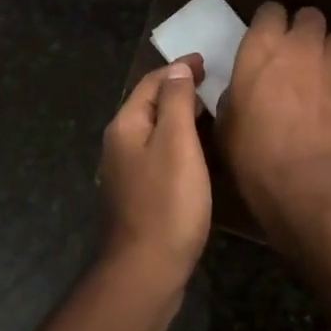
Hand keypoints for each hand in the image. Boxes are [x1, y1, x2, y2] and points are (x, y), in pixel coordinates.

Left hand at [98, 56, 212, 293]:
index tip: (205, 61)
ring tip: (208, 114)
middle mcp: (119, 144)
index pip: (151, 83)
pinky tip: (196, 154)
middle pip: (149, 105)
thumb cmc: (167, 202)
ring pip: (154, 131)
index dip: (178, 69)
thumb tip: (177, 69)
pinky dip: (177, 143)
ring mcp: (125, 172)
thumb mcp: (177, 143)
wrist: (146, 269)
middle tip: (211, 84)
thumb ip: (176, 102)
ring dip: (178, 117)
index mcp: (126, 125)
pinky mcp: (137, 195)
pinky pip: (158, 154)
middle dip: (177, 90)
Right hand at [219, 4, 330, 222]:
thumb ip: (233, 95)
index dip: (268, 23)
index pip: (270, 10)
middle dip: (303, 30)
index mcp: (262, 47)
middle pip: (310, 16)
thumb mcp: (225, 124)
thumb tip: (240, 92)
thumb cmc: (254, 154)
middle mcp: (301, 46)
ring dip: (328, 51)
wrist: (308, 185)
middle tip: (294, 54)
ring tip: (319, 73)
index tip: (265, 40)